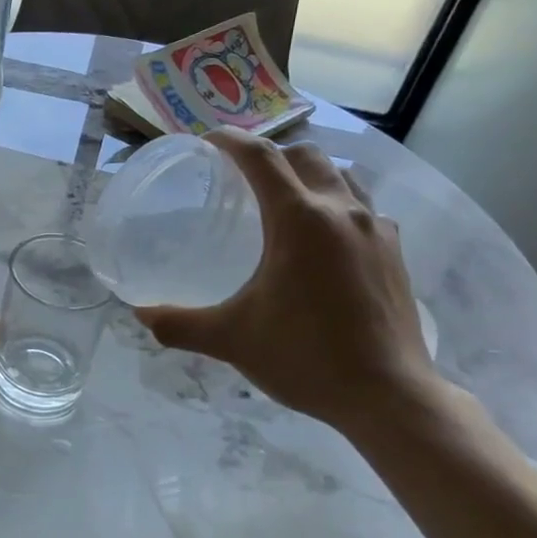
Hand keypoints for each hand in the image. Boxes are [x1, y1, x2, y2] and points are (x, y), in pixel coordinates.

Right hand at [135, 130, 439, 436]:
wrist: (388, 396)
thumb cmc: (305, 357)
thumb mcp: (231, 340)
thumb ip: (180, 324)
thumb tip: (141, 315)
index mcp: (299, 219)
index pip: (261, 158)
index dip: (231, 141)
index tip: (208, 141)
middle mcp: (341, 211)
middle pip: (305, 156)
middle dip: (271, 154)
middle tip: (244, 175)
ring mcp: (376, 229)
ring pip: (342, 176)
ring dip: (310, 175)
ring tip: (286, 199)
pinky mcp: (396, 252)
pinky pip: (364, 208)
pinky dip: (338, 205)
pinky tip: (325, 240)